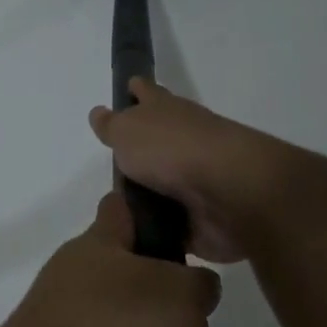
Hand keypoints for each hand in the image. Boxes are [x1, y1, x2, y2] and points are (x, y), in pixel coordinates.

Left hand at [0, 192, 219, 326]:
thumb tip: (195, 286)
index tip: (179, 229)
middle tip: (192, 321)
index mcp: (95, 245)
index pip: (120, 209)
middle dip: (155, 296)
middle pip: (119, 275)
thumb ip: (197, 285)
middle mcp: (69, 279)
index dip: (148, 213)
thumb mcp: (182, 297)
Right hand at [89, 79, 292, 263]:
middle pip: (160, 138)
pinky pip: (176, 222)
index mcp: (166, 111)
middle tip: (117, 164)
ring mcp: (199, 177)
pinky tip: (141, 239)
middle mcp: (185, 139)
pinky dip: (163, 228)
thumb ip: (111, 125)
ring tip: (121, 209)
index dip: (137, 90)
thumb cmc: (170, 149)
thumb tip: (99, 113)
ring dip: (151, 193)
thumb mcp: (127, 131)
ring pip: (168, 182)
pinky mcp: (205, 214)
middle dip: (143, 147)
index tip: (129, 87)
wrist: (227, 191)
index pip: (147, 92)